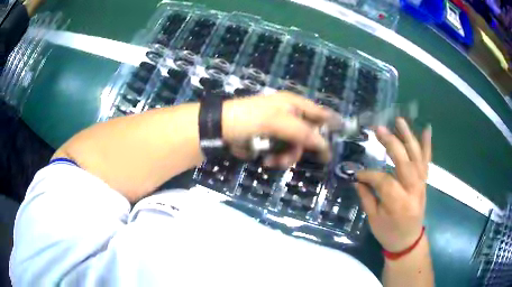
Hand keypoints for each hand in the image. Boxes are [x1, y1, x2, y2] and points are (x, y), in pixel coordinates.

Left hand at [222, 92, 330, 167]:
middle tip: (294, 157)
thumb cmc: (251, 118)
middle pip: (310, 135)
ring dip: (286, 157)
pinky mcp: (271, 141)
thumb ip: (304, 133)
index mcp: (295, 104)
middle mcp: (291, 115)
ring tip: (273, 161)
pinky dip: (277, 159)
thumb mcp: (279, 122)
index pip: (320, 113)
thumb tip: (326, 146)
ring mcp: (281, 129)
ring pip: (296, 147)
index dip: (332, 123)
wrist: (222, 128)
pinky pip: (283, 152)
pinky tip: (266, 160)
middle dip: (302, 148)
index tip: (342, 135)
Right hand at [355, 118, 431, 252]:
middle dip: (391, 144)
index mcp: (398, 203)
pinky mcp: (424, 182)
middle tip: (379, 129)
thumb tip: (358, 179)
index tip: (357, 174)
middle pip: (404, 162)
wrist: (409, 241)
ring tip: (399, 121)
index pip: (383, 180)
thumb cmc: (389, 233)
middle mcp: (413, 190)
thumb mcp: (373, 220)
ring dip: (408, 137)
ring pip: (417, 157)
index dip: (369, 174)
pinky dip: (427, 145)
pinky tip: (426, 129)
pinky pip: (427, 161)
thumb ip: (367, 197)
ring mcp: (421, 184)